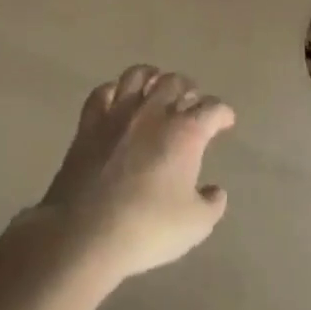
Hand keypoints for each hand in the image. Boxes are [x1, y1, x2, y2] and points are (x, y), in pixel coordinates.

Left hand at [23, 66, 233, 287]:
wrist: (85, 233)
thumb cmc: (147, 229)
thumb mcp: (195, 225)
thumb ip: (212, 204)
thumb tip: (215, 190)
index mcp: (185, 132)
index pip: (211, 109)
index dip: (222, 113)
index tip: (225, 121)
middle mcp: (153, 112)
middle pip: (175, 83)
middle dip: (188, 89)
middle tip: (192, 101)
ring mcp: (118, 113)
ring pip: (138, 75)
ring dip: (152, 77)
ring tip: (157, 86)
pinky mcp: (89, 123)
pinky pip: (102, 92)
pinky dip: (114, 90)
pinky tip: (117, 99)